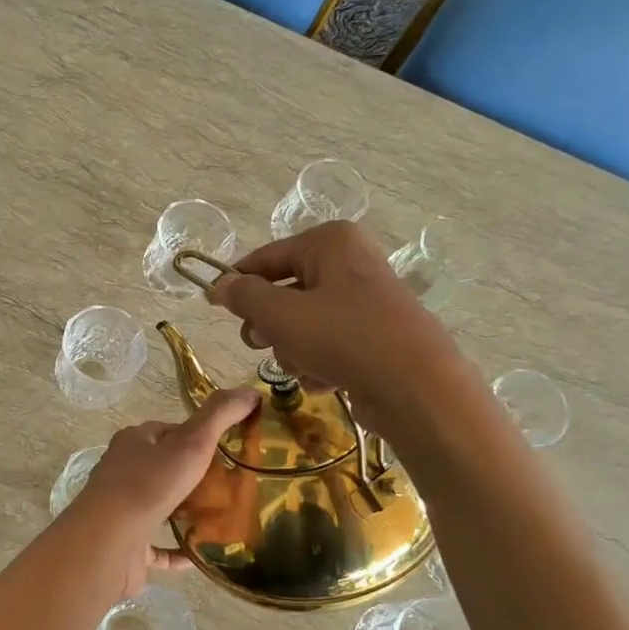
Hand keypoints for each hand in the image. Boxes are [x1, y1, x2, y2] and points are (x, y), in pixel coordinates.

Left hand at [62, 387, 258, 598]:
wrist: (109, 541)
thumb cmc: (149, 485)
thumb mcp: (191, 442)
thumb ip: (220, 415)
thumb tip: (252, 392)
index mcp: (135, 441)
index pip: (171, 431)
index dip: (200, 437)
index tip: (231, 449)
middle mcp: (124, 471)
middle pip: (166, 468)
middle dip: (197, 476)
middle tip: (233, 486)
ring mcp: (124, 509)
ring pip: (161, 506)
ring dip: (187, 511)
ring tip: (224, 517)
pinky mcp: (127, 544)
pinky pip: (157, 546)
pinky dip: (179, 549)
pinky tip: (201, 553)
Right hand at [209, 221, 444, 403]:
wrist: (416, 386)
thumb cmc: (343, 337)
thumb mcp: (280, 314)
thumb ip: (244, 296)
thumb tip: (219, 285)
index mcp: (330, 243)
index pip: (266, 257)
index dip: (236, 282)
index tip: (213, 306)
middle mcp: (350, 263)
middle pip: (285, 292)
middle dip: (269, 324)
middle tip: (258, 343)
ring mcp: (365, 300)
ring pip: (303, 323)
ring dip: (292, 349)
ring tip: (302, 366)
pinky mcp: (375, 336)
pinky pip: (328, 344)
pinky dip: (318, 362)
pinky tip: (323, 379)